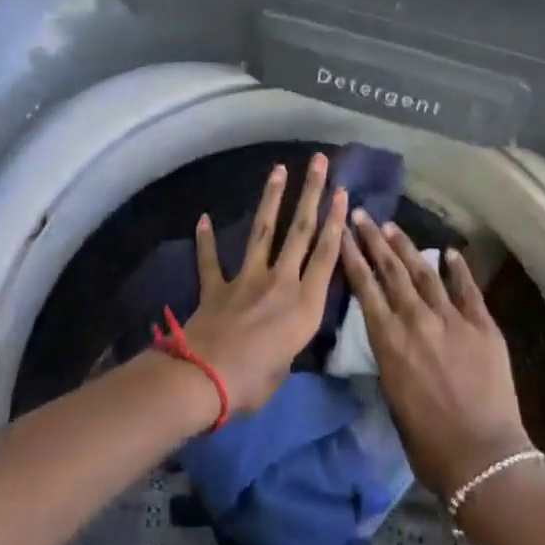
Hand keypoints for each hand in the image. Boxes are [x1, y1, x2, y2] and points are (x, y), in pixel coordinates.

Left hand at [180, 154, 348, 413]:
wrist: (203, 379)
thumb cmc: (253, 383)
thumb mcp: (287, 366)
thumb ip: (290, 341)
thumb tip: (284, 336)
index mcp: (304, 305)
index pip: (326, 255)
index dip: (335, 222)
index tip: (341, 192)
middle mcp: (280, 283)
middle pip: (300, 231)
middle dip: (311, 193)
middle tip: (318, 162)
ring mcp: (246, 280)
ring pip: (263, 231)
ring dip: (272, 198)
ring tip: (279, 169)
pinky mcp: (217, 287)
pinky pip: (211, 260)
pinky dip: (206, 240)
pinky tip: (203, 218)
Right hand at [340, 214, 531, 496]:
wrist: (482, 457)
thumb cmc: (428, 443)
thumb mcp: (393, 397)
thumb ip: (391, 358)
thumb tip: (391, 337)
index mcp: (389, 340)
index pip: (365, 286)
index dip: (352, 255)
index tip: (342, 230)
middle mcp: (416, 319)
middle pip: (391, 270)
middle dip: (374, 239)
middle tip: (363, 215)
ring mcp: (451, 318)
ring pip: (424, 272)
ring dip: (407, 247)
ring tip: (392, 226)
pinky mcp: (482, 325)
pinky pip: (467, 289)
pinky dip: (458, 268)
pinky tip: (449, 252)